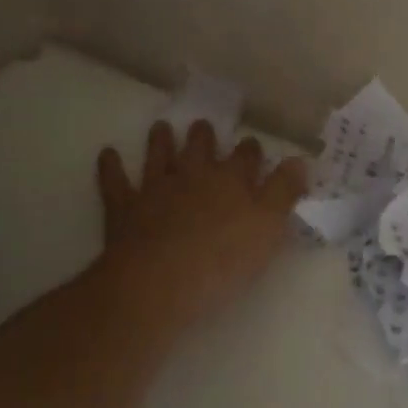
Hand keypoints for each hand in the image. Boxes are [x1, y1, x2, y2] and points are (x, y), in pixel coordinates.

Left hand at [94, 120, 307, 331]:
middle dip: (204, 136)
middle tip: (203, 126)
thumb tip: (299, 160)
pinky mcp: (124, 208)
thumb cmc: (223, 259)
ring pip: (159, 157)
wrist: (159, 281)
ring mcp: (156, 189)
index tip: (252, 146)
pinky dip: (111, 167)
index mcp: (231, 180)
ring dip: (160, 141)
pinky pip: (115, 182)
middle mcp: (193, 176)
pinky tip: (108, 154)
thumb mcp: (269, 228)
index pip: (246, 157)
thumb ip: (284, 192)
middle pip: (200, 148)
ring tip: (161, 127)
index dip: (250, 151)